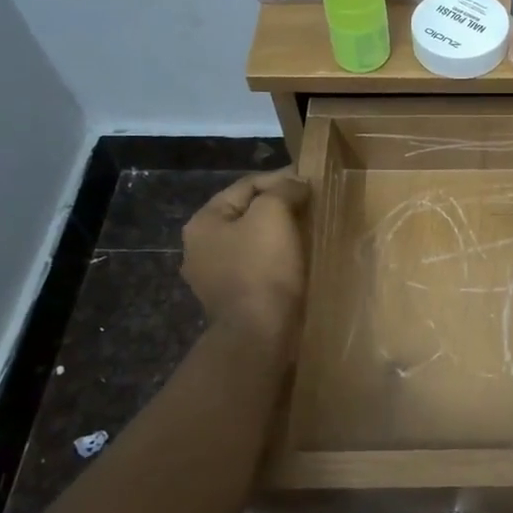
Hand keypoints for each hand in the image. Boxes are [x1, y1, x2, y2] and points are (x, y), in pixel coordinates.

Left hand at [182, 168, 310, 349]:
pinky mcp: (232, 298)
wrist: (259, 333)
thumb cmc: (263, 267)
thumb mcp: (273, 214)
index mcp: (203, 222)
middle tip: (312, 205)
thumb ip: (283, 189)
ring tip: (309, 230)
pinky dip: (277, 258)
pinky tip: (297, 259)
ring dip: (280, 233)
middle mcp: (200, 247)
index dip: (281, 178)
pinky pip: (257, 266)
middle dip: (280, 206)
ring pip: (253, 240)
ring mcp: (214, 276)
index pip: (247, 185)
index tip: (312, 182)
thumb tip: (295, 185)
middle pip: (248, 212)